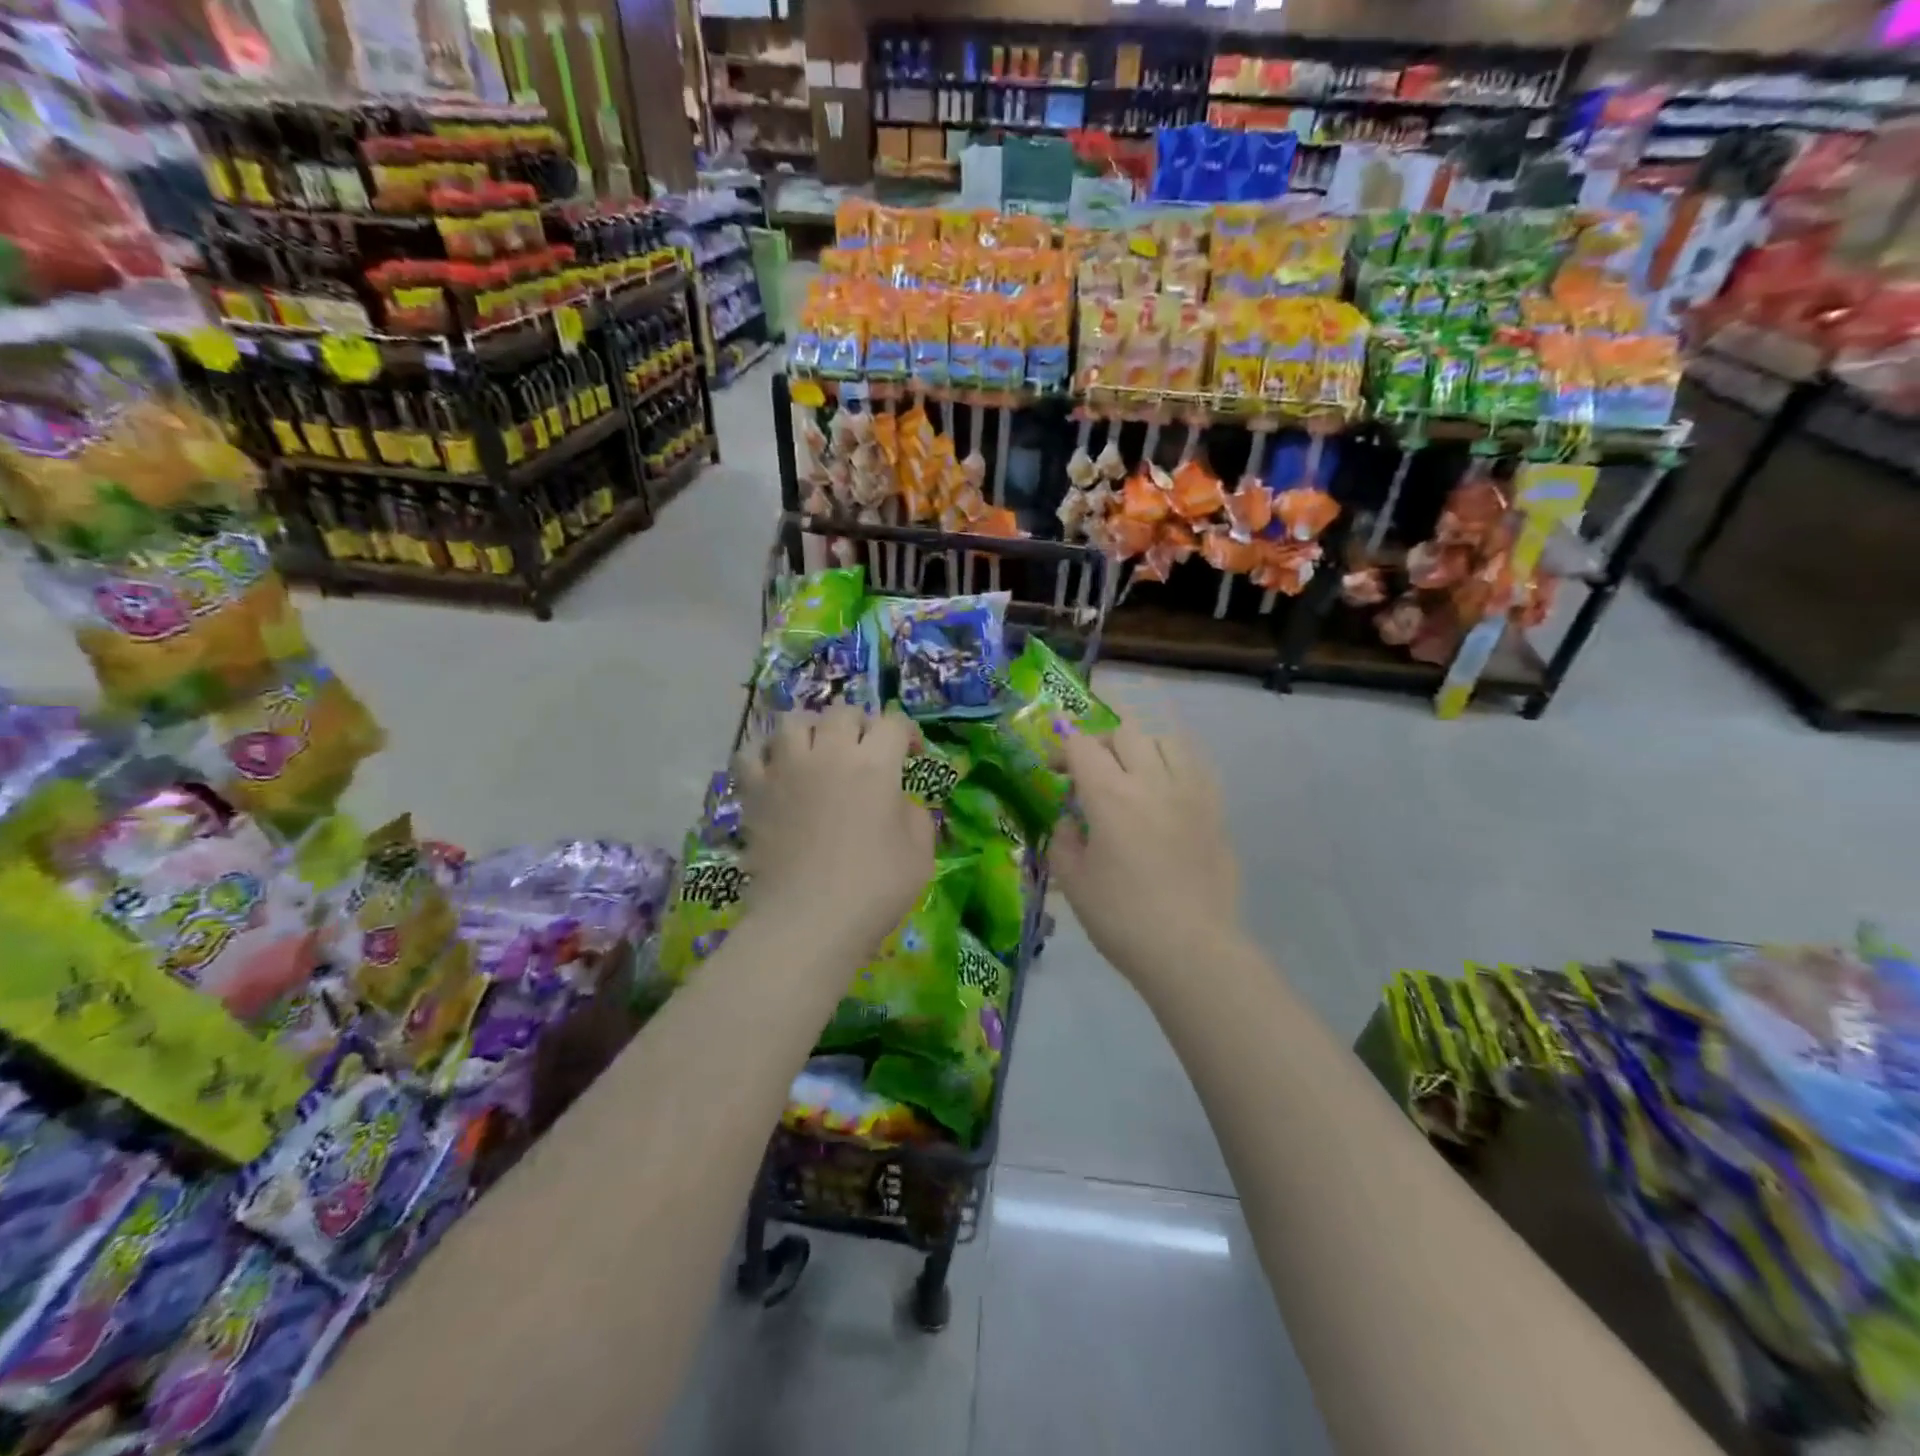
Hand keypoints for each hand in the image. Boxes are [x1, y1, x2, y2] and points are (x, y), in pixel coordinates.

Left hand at [734, 706, 933, 958]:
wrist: (808, 922)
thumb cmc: (874, 890)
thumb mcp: (920, 854)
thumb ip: (915, 816)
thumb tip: (899, 801)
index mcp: (875, 764)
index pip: (894, 723)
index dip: (908, 734)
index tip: (911, 755)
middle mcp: (829, 754)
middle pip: (842, 713)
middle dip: (860, 725)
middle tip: (865, 750)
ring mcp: (786, 769)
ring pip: (792, 721)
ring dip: (810, 729)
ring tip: (816, 750)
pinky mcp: (755, 792)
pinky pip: (750, 754)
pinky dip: (764, 754)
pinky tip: (775, 769)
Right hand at [1053, 722, 1241, 984]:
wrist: (1190, 950)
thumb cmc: (1122, 918)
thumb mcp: (1073, 882)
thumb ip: (1063, 841)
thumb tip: (1070, 822)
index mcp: (1110, 796)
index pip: (1083, 746)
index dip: (1063, 749)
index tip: (1055, 770)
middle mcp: (1153, 782)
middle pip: (1125, 732)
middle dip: (1101, 743)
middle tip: (1091, 770)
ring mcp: (1191, 793)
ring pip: (1166, 741)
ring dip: (1142, 748)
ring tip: (1133, 775)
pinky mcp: (1216, 811)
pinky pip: (1196, 768)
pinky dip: (1174, 767)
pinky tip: (1166, 793)